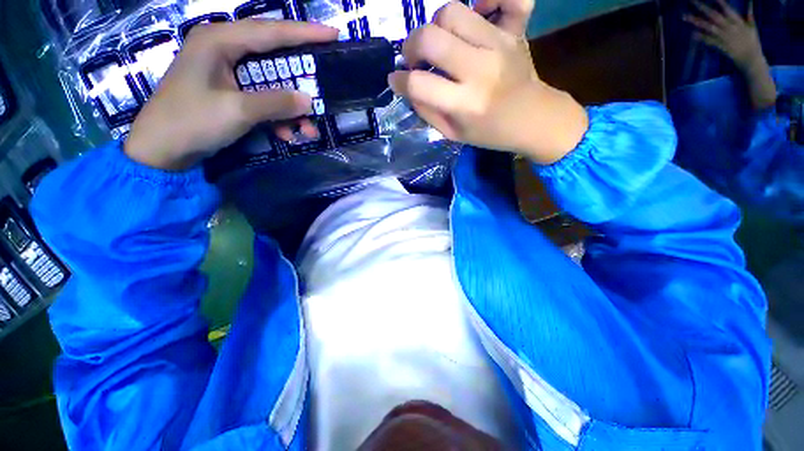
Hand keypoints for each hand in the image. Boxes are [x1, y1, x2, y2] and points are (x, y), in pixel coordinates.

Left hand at [125, 20, 337, 169]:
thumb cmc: (192, 122)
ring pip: (270, 82)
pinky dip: (276, 116)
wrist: (162, 150)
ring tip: (308, 129)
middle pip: (273, 55)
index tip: (333, 34)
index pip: (270, 31)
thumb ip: (276, 102)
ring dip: (291, 107)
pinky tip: (286, 133)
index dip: (305, 33)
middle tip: (325, 82)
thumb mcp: (237, 111)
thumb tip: (309, 100)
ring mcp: (225, 71)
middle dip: (300, 77)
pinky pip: (261, 98)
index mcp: (219, 41)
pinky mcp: (228, 90)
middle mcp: (223, 49)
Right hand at [389, 3, 587, 163]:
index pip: (419, 84)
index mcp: (465, 104)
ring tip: (440, 44)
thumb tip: (407, 86)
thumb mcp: (453, 134)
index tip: (397, 80)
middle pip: (431, 37)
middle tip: (414, 59)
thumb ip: (427, 111)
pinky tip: (478, 13)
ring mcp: (499, 44)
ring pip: (452, 12)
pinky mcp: (514, 30)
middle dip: (411, 46)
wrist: (534, 119)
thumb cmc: (490, 133)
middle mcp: (480, 69)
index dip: (400, 81)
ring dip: (436, 26)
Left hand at [684, 0, 764, 71]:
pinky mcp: (721, 46)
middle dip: (702, 8)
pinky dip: (701, 37)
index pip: (727, 9)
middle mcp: (730, 28)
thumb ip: (750, 18)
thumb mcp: (753, 29)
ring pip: (708, 27)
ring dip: (696, 21)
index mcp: (738, 22)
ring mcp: (725, 37)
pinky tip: (692, 34)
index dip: (720, 3)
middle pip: (714, 15)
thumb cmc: (753, 44)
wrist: (752, 60)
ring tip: (685, 16)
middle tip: (691, 1)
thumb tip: (750, 7)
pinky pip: (709, 41)